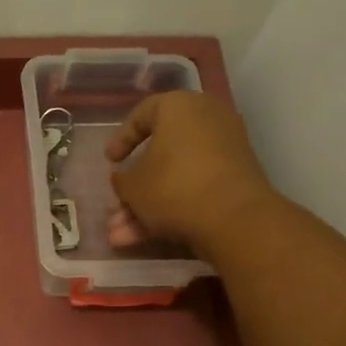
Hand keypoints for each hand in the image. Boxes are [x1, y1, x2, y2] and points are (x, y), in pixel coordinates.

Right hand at [104, 91, 278, 249]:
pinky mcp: (235, 178)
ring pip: (174, 177)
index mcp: (179, 107)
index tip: (110, 161)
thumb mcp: (131, 185)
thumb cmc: (172, 187)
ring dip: (145, 207)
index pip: (143, 113)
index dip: (121, 139)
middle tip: (115, 206)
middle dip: (133, 188)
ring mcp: (225, 150)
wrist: (233, 218)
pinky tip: (143, 238)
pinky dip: (169, 209)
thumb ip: (122, 179)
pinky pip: (193, 188)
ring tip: (120, 236)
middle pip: (159, 154)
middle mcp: (207, 120)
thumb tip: (124, 178)